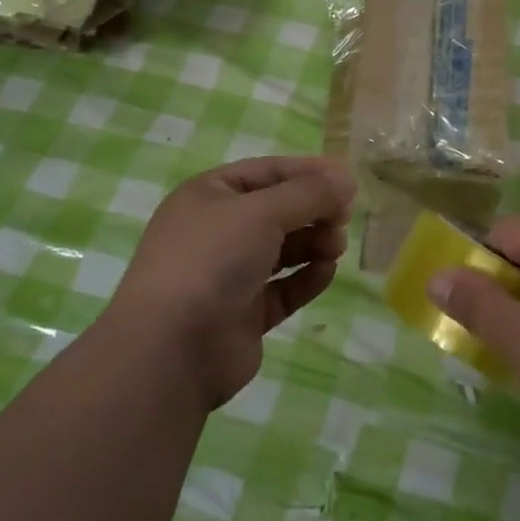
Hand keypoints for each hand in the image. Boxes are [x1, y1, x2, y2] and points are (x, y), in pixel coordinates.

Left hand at [114, 156, 354, 409]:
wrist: (172, 349)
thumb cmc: (212, 260)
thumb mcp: (263, 211)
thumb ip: (309, 193)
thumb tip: (347, 179)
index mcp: (209, 196)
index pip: (267, 171)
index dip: (308, 171)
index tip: (347, 178)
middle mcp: (217, 231)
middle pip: (278, 210)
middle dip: (314, 210)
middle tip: (344, 217)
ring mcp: (229, 275)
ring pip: (283, 249)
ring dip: (314, 242)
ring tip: (336, 246)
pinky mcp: (244, 314)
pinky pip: (284, 288)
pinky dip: (307, 277)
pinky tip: (326, 271)